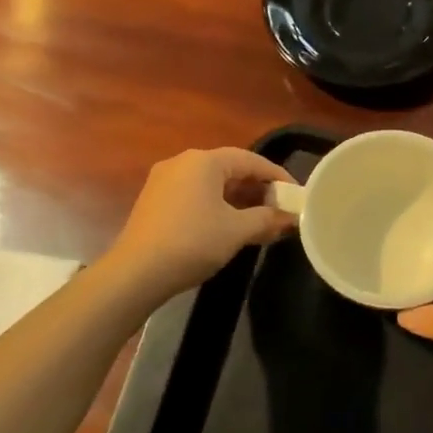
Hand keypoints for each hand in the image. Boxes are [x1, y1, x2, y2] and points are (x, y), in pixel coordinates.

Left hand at [104, 148, 296, 300]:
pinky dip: (216, 206)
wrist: (136, 273)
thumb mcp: (237, 231)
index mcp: (204, 161)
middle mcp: (182, 162)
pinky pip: (195, 196)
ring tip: (259, 221)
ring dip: (238, 200)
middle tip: (280, 210)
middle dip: (257, 190)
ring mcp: (164, 181)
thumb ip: (267, 219)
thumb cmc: (193, 243)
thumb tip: (291, 218)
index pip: (251, 160)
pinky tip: (228, 228)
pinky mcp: (154, 201)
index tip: (296, 195)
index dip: (277, 176)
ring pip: (211, 184)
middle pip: (230, 169)